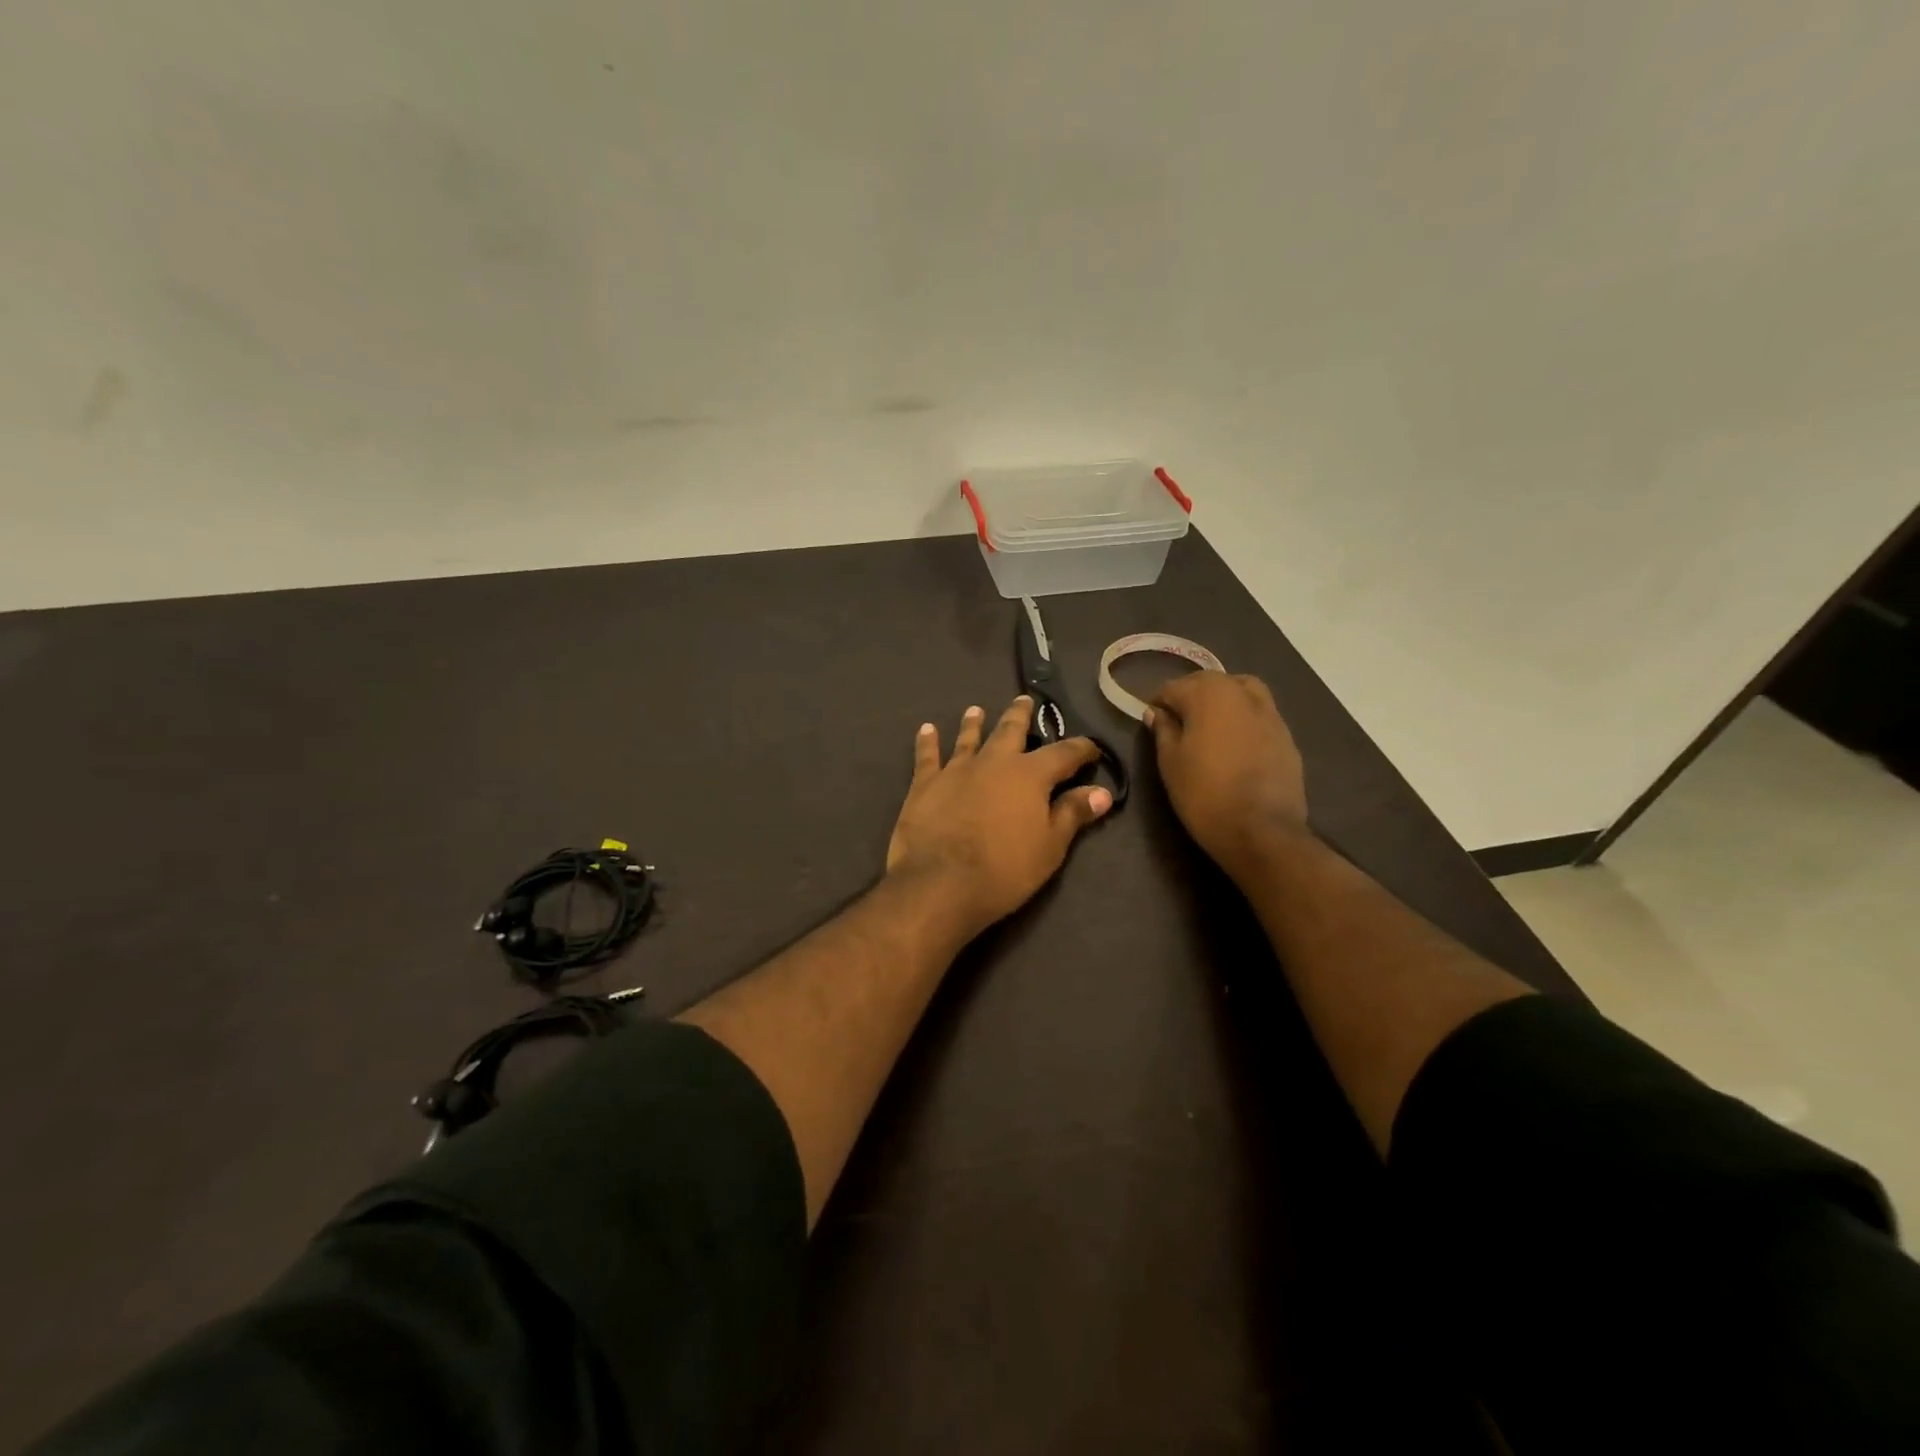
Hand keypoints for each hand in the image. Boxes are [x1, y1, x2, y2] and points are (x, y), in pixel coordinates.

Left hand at [886, 696, 1113, 938]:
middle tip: (1024, 699)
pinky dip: (927, 742)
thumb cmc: (1005, 870)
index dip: (1081, 749)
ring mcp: (956, 770)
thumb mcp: (1050, 847)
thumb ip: (1073, 814)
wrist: (941, 882)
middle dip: (1020, 715)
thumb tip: (1103, 792)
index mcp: (1030, 775)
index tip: (1092, 748)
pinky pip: (927, 756)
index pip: (1064, 753)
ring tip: (976, 710)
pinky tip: (926, 730)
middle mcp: (994, 762)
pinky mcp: (925, 784)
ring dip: (973, 723)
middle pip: (1010, 731)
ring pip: (968, 738)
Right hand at [1145, 672, 1307, 874]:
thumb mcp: (1170, 762)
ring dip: (1220, 700)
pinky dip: (1243, 718)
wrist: (1261, 830)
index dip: (1158, 702)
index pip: (1173, 687)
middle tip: (1176, 721)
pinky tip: (1234, 743)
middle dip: (1190, 696)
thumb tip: (1157, 712)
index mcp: (1208, 694)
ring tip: (1208, 725)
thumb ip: (1163, 730)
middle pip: (1209, 682)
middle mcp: (1241, 692)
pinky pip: (1258, 713)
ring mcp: (1269, 712)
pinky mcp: (1286, 734)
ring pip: (1239, 691)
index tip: (1151, 720)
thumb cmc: (1204, 793)